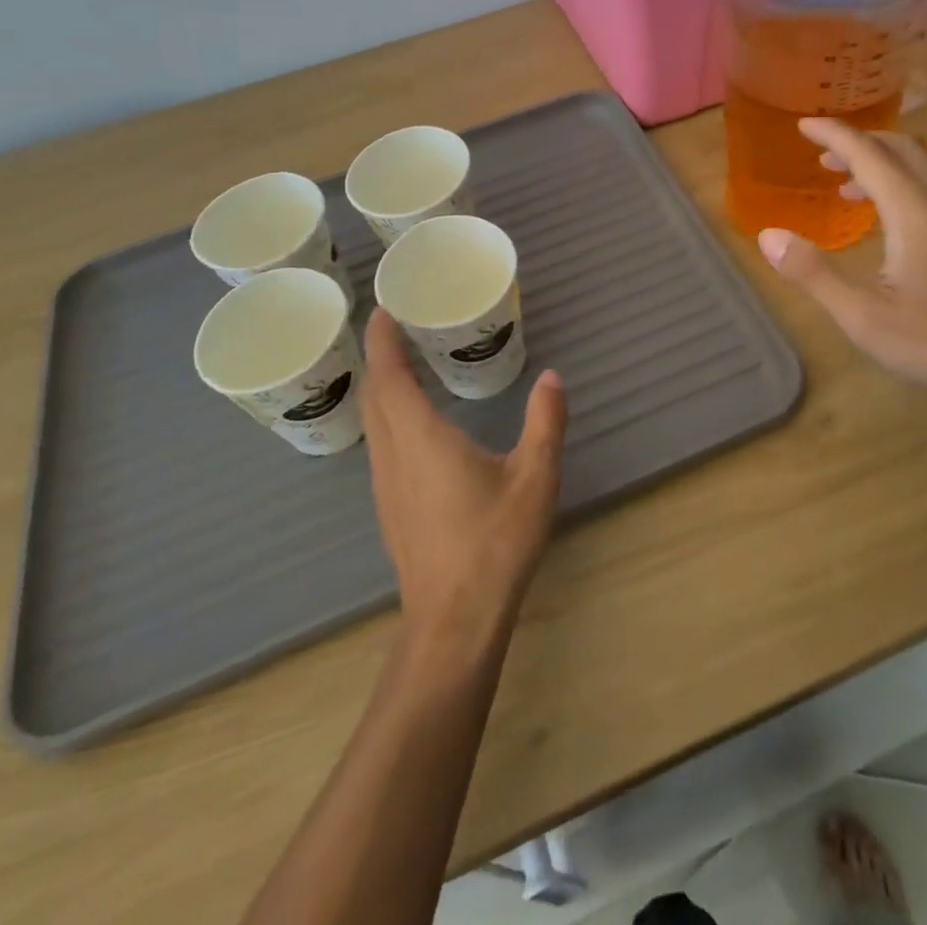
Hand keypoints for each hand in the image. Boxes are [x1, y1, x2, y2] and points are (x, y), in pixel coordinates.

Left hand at [361, 309, 567, 651]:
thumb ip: (545, 421)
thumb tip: (553, 377)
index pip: (389, 375)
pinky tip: (412, 419)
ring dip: (381, 385)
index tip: (384, 307)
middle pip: (374, 393)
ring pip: (373, 420)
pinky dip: (387, 413)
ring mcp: (386, 483)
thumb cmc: (494, 541)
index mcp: (421, 437)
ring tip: (403, 361)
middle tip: (397, 324)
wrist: (455, 619)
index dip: (383, 339)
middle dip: (380, 355)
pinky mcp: (391, 505)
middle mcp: (393, 454)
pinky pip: (380, 441)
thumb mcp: (535, 476)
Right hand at [756, 118, 926, 404]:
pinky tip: (890, 221)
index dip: (834, 135)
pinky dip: (902, 185)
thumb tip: (769, 236)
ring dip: (882, 165)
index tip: (804, 124)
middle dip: (859, 143)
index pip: (869, 154)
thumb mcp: (863, 316)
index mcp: (915, 212)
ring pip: (922, 169)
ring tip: (848, 185)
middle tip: (824, 155)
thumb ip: (813, 273)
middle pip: (901, 149)